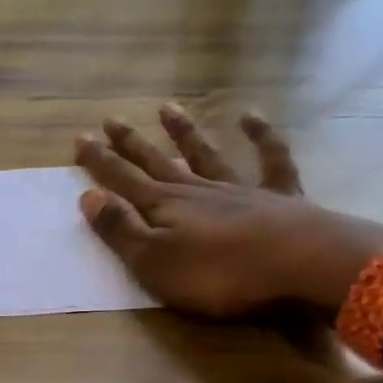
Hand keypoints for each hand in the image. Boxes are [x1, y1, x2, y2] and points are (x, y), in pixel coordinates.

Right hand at [74, 106, 382, 316]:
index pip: (123, 181)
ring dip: (185, 133)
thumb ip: (121, 230)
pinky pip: (271, 158)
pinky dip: (262, 136)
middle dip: (131, 144)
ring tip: (168, 107)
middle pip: (158, 162)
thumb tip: (89, 196)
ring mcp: (241, 189)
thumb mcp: (156, 263)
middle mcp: (198, 191)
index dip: (100, 162)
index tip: (80, 138)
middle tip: (111, 119)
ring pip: (206, 154)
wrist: (302, 265)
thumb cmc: (221, 275)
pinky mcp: (281, 197)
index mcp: (165, 208)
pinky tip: (252, 116)